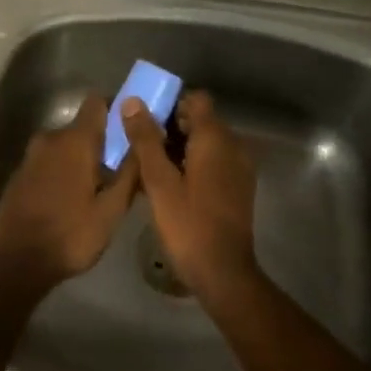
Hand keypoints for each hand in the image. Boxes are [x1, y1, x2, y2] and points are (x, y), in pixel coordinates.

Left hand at [0, 94, 138, 294]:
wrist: (16, 262)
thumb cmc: (70, 235)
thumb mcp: (111, 209)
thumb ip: (130, 172)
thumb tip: (144, 141)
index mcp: (75, 140)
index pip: (98, 102)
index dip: (117, 110)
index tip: (133, 129)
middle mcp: (50, 138)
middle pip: (83, 127)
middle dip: (103, 142)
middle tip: (123, 169)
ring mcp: (31, 156)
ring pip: (66, 146)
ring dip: (83, 159)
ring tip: (100, 188)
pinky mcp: (20, 175)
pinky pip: (50, 162)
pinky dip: (64, 171)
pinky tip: (73, 199)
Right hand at [120, 92, 261, 304]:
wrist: (223, 272)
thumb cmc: (188, 224)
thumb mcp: (159, 182)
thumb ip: (145, 139)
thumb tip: (132, 102)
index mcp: (215, 138)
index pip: (196, 99)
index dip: (170, 102)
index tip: (145, 118)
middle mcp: (233, 146)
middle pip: (200, 120)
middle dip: (169, 126)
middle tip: (138, 144)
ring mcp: (238, 168)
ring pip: (206, 143)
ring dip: (179, 147)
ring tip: (148, 166)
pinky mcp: (237, 187)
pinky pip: (213, 162)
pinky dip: (192, 164)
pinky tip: (168, 184)